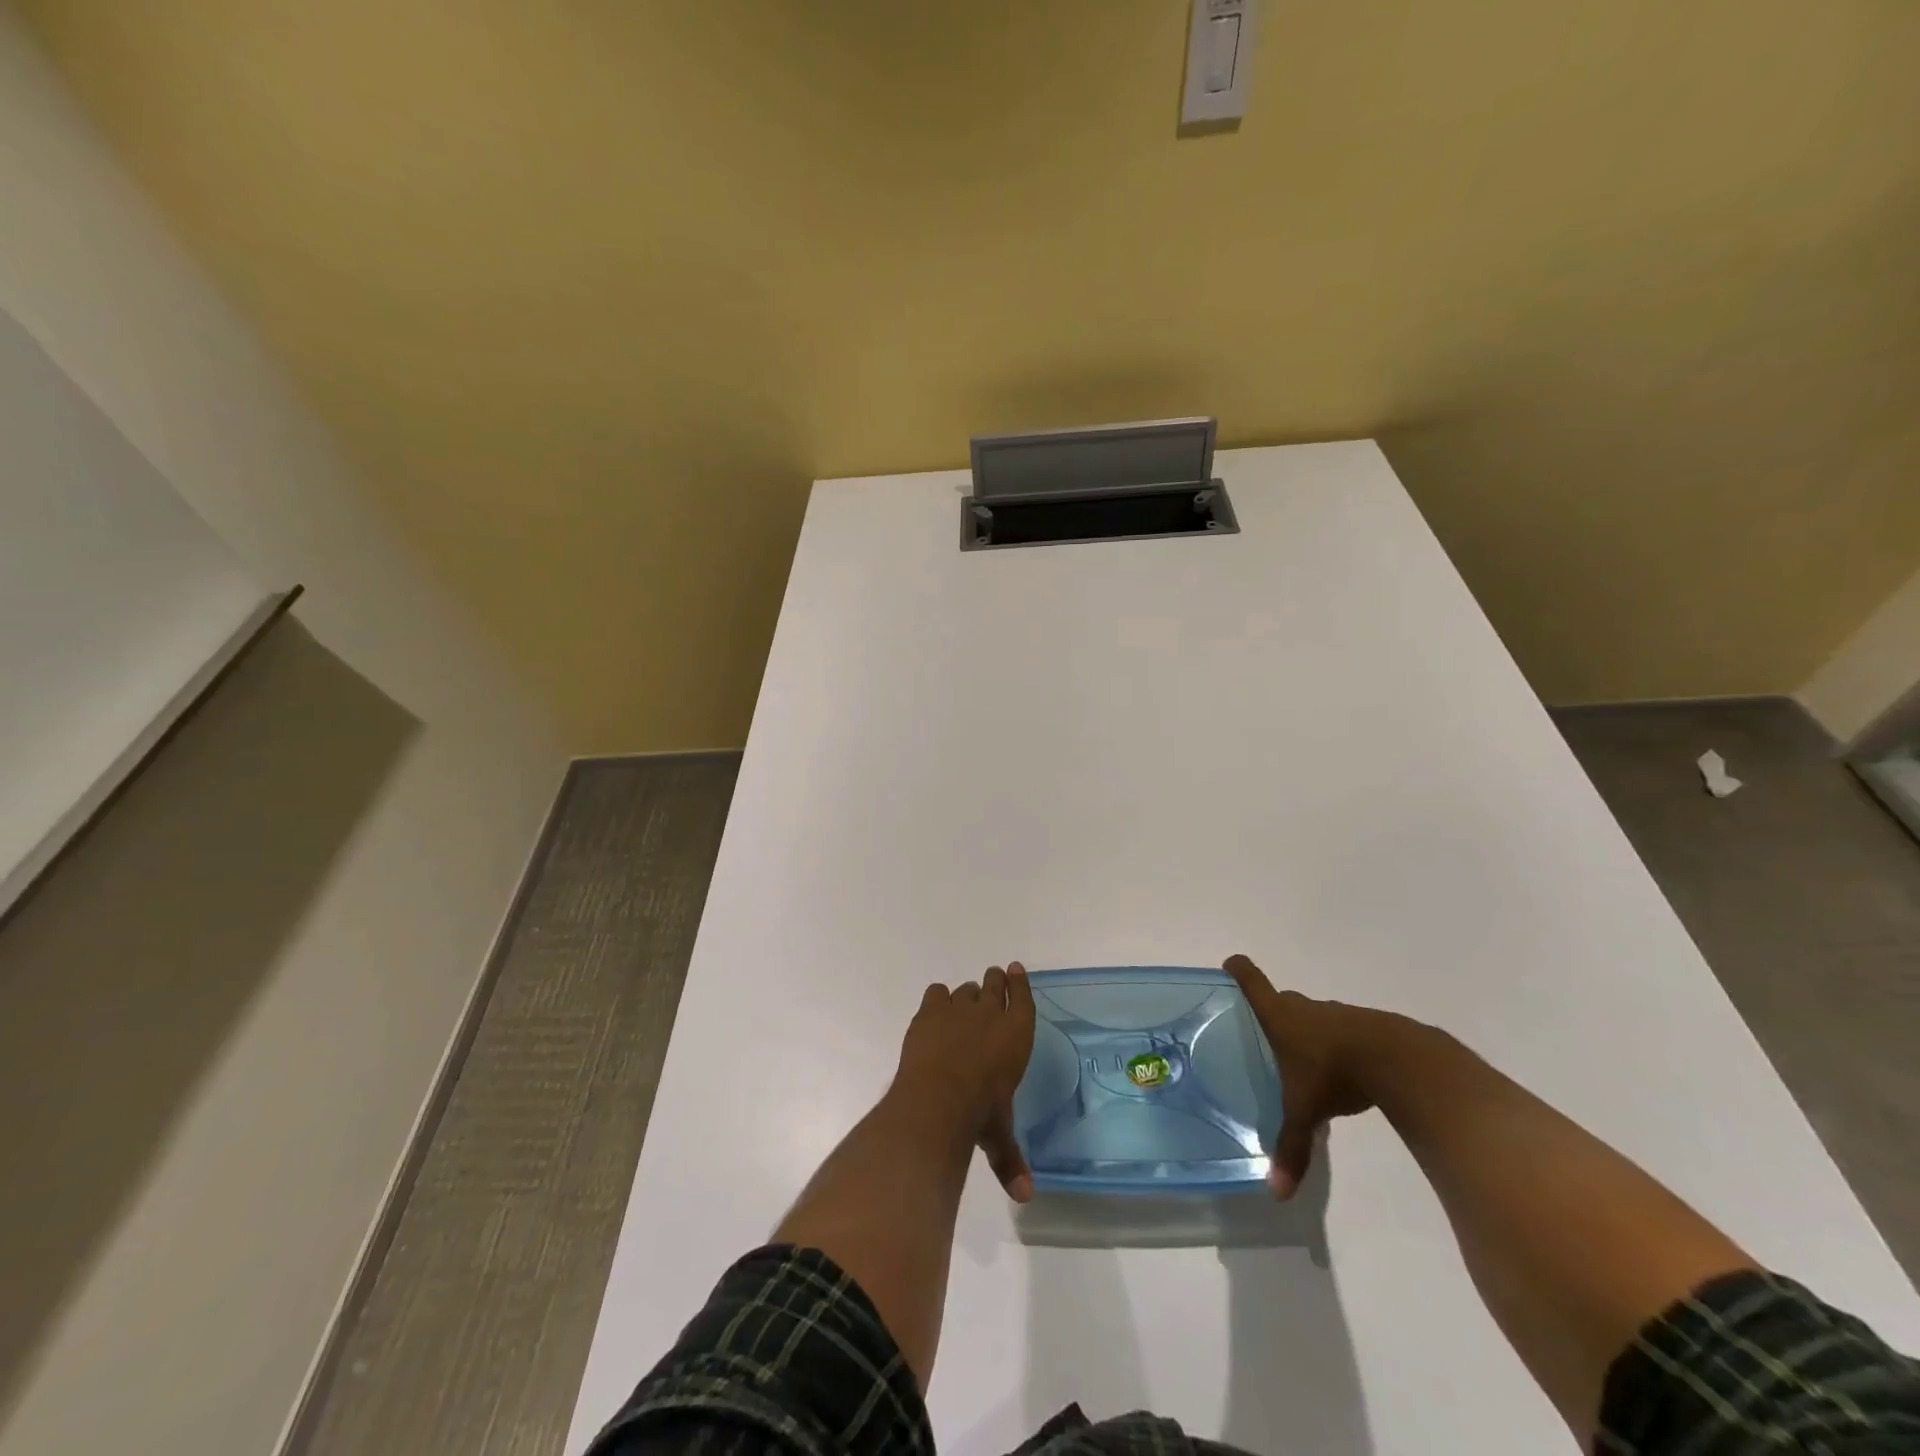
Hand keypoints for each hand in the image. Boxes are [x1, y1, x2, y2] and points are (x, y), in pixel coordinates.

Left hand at [892, 963, 1036, 1202]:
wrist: (937, 1098)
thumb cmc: (979, 1115)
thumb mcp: (998, 1137)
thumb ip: (1011, 1160)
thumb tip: (1026, 1198)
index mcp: (1016, 1037)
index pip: (1024, 999)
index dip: (1021, 983)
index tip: (1017, 969)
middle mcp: (991, 1015)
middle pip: (995, 985)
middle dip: (995, 981)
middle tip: (993, 980)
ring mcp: (959, 1009)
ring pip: (967, 989)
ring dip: (967, 995)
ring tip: (963, 1004)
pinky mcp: (930, 1011)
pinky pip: (937, 992)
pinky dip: (938, 1000)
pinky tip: (936, 1011)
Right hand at [1225, 953, 1396, 1199]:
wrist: (1398, 1059)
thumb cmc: (1334, 1072)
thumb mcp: (1306, 1112)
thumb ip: (1292, 1147)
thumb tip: (1277, 1193)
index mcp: (1279, 1015)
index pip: (1250, 980)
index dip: (1238, 971)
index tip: (1229, 967)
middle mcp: (1305, 1007)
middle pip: (1282, 999)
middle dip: (1272, 1012)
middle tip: (1262, 1035)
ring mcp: (1337, 1014)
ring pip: (1314, 1017)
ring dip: (1307, 1031)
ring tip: (1302, 1061)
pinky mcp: (1366, 1027)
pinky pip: (1341, 1031)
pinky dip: (1336, 1045)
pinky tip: (1341, 1074)